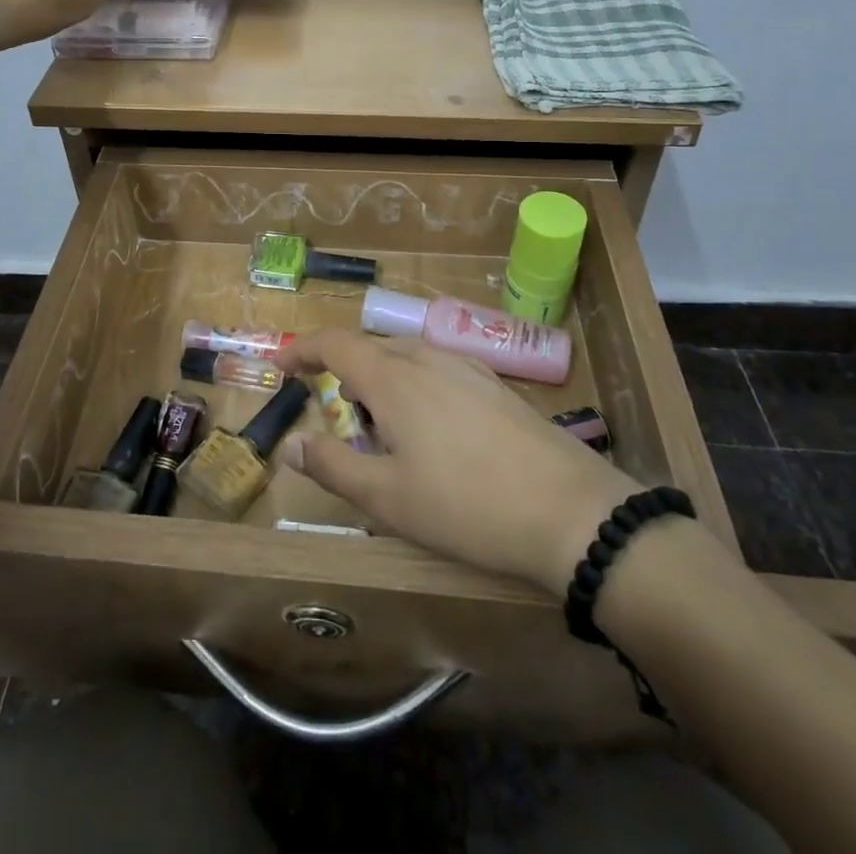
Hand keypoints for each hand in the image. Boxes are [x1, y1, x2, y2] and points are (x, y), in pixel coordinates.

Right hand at [277, 330, 644, 594]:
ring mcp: (466, 367)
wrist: (572, 512)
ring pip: (406, 358)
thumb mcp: (387, 498)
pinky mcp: (495, 385)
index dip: (303, 349)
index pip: (335, 343)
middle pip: (371, 349)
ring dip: (382, 382)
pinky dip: (415, 386)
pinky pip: (437, 370)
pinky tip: (434, 432)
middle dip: (344, 374)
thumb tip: (291, 445)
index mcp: (393, 377)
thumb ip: (333, 466)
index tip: (282, 366)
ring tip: (386, 432)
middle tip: (338, 419)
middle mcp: (427, 358)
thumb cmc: (467, 506)